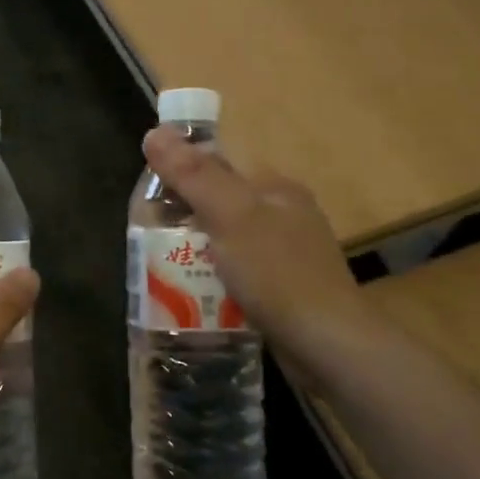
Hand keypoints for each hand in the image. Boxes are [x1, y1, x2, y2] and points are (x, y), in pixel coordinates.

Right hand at [143, 126, 394, 390]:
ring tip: (164, 270)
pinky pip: (238, 273)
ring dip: (197, 252)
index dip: (181, 175)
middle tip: (150, 240)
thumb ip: (193, 174)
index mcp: (275, 188)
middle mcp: (285, 214)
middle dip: (184, 219)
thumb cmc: (278, 273)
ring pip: (227, 241)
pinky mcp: (285, 290)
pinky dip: (215, 279)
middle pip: (220, 204)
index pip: (219, 165)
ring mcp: (287, 254)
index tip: (150, 200)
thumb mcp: (229, 215)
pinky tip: (197, 295)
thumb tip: (154, 132)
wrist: (329, 347)